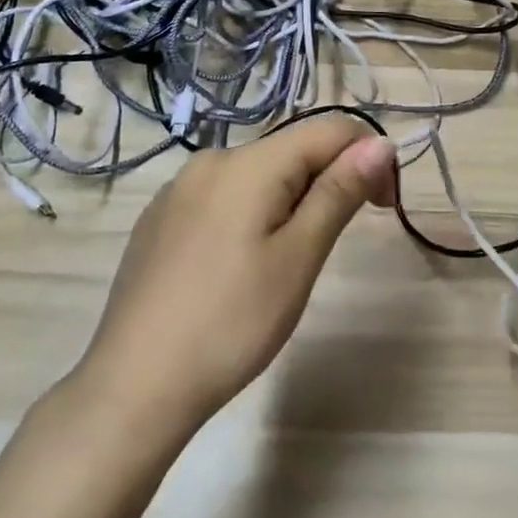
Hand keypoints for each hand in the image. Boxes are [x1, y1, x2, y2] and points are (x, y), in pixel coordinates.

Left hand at [68, 117, 396, 448]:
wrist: (133, 387)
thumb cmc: (231, 322)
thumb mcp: (299, 256)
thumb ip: (339, 191)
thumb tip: (381, 143)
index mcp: (248, 163)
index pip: (330, 130)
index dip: (369, 158)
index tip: (384, 207)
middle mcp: (210, 161)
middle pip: (293, 151)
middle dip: (329, 183)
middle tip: (330, 247)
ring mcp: (178, 190)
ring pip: (258, 176)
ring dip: (292, 201)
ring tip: (287, 263)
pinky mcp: (160, 220)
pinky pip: (224, 198)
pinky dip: (253, 215)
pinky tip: (240, 267)